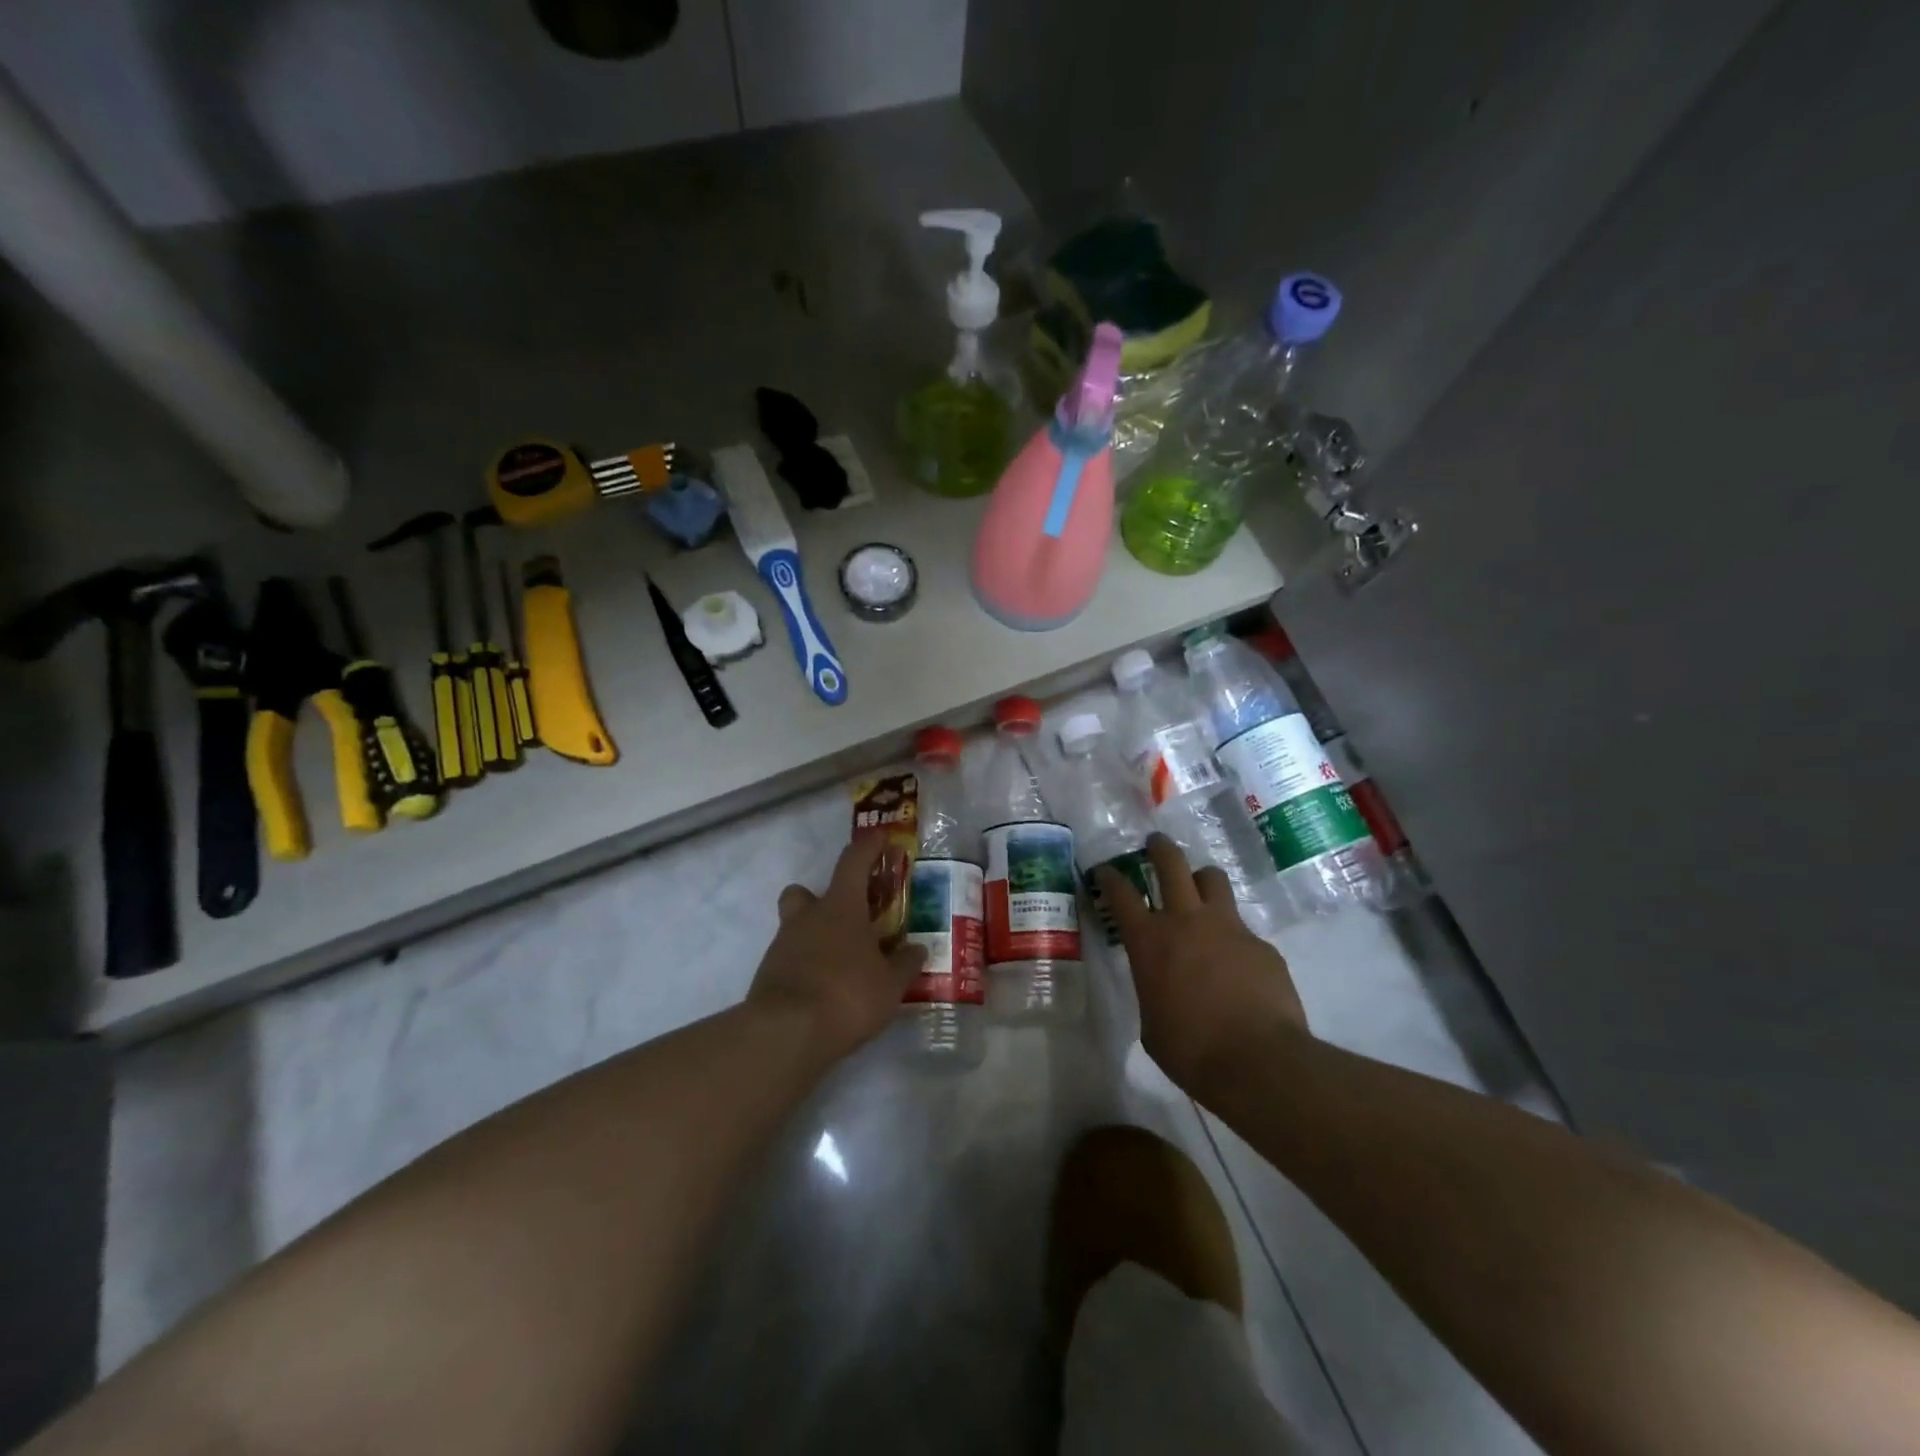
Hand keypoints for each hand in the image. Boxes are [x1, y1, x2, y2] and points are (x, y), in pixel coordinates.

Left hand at [749, 834, 926, 1062]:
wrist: (786, 1033)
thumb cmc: (847, 994)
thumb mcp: (890, 985)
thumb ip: (905, 964)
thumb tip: (918, 949)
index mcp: (841, 907)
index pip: (854, 861)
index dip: (868, 847)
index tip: (880, 839)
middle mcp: (808, 917)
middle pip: (805, 892)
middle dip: (821, 897)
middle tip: (847, 917)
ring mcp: (782, 945)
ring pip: (795, 926)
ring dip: (815, 936)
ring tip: (841, 963)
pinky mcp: (768, 975)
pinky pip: (790, 958)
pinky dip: (806, 966)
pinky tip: (824, 989)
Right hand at [1096, 834, 1309, 1093]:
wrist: (1258, 1062)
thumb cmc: (1191, 1050)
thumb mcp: (1151, 1023)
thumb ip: (1152, 990)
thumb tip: (1161, 987)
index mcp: (1149, 941)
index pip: (1121, 893)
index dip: (1110, 877)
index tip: (1105, 870)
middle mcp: (1186, 921)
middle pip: (1171, 863)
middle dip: (1160, 848)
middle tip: (1155, 845)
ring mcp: (1228, 927)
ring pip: (1213, 879)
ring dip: (1201, 880)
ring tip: (1200, 892)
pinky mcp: (1261, 945)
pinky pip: (1242, 928)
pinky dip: (1232, 937)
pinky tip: (1236, 965)